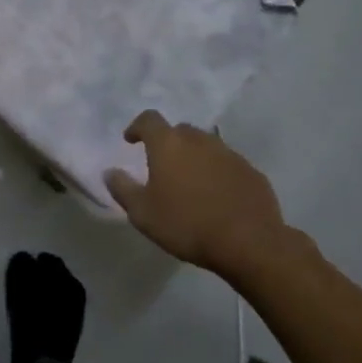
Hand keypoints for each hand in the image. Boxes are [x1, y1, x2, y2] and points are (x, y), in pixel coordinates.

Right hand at [104, 111, 286, 275]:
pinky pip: (227, 164)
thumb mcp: (142, 213)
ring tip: (189, 182)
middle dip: (168, 142)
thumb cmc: (186, 224)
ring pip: (206, 146)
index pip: (149, 120)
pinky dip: (217, 172)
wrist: (249, 242)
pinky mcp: (251, 171)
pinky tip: (216, 195)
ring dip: (194, 156)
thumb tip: (110, 172)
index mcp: (169, 145)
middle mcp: (199, 140)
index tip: (131, 140)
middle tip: (161, 164)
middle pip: (180, 131)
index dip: (137, 126)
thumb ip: (122, 189)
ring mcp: (229, 154)